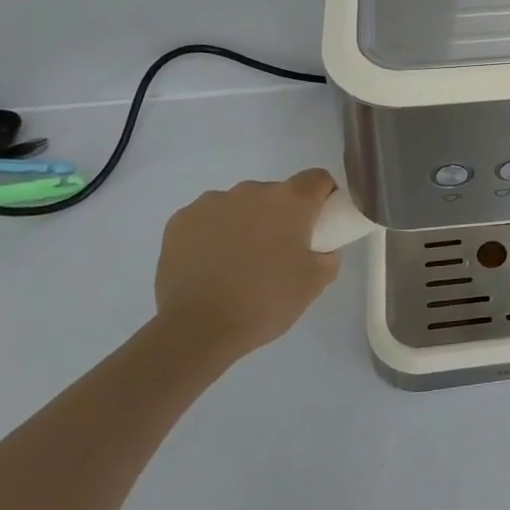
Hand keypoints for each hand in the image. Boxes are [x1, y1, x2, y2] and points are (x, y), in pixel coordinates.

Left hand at [153, 168, 340, 365]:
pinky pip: (208, 217)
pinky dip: (214, 232)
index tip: (319, 223)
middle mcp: (252, 190)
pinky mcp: (181, 219)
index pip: (317, 179)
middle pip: (277, 193)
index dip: (323, 196)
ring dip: (246, 222)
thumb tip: (320, 247)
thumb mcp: (315, 283)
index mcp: (290, 201)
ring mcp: (212, 202)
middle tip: (277, 253)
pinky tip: (210, 263)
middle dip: (281, 215)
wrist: (196, 330)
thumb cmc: (264, 302)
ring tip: (238, 262)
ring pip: (240, 205)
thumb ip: (328, 255)